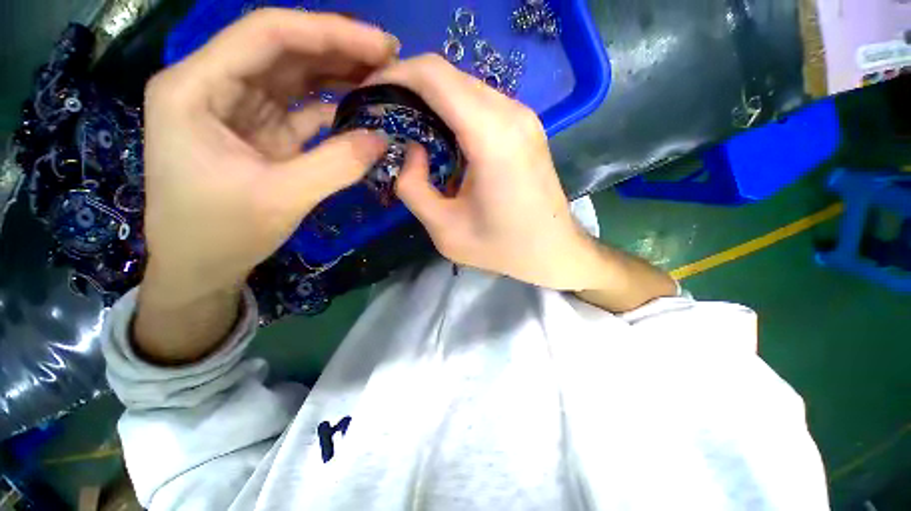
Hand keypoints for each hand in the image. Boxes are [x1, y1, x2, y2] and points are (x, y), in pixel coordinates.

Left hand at [142, 9, 395, 303]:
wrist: (200, 266)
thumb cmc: (221, 234)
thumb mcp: (281, 198)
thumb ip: (336, 165)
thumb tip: (383, 138)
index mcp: (196, 88)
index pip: (268, 34)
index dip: (329, 33)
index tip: (380, 44)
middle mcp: (215, 86)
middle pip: (284, 50)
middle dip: (339, 49)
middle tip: (390, 59)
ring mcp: (240, 109)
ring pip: (295, 76)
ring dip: (338, 75)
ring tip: (381, 78)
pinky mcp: (261, 132)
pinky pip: (301, 108)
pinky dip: (333, 107)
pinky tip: (360, 109)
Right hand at [367, 55, 602, 289]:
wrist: (553, 251)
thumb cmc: (502, 248)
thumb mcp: (445, 230)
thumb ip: (413, 188)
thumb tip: (411, 151)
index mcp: (492, 137)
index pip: (434, 75)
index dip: (394, 76)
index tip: (369, 95)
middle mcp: (512, 115)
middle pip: (448, 74)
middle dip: (409, 86)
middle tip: (384, 114)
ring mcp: (524, 118)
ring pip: (465, 86)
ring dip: (431, 99)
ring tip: (409, 126)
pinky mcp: (527, 127)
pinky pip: (481, 103)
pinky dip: (453, 110)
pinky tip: (442, 136)